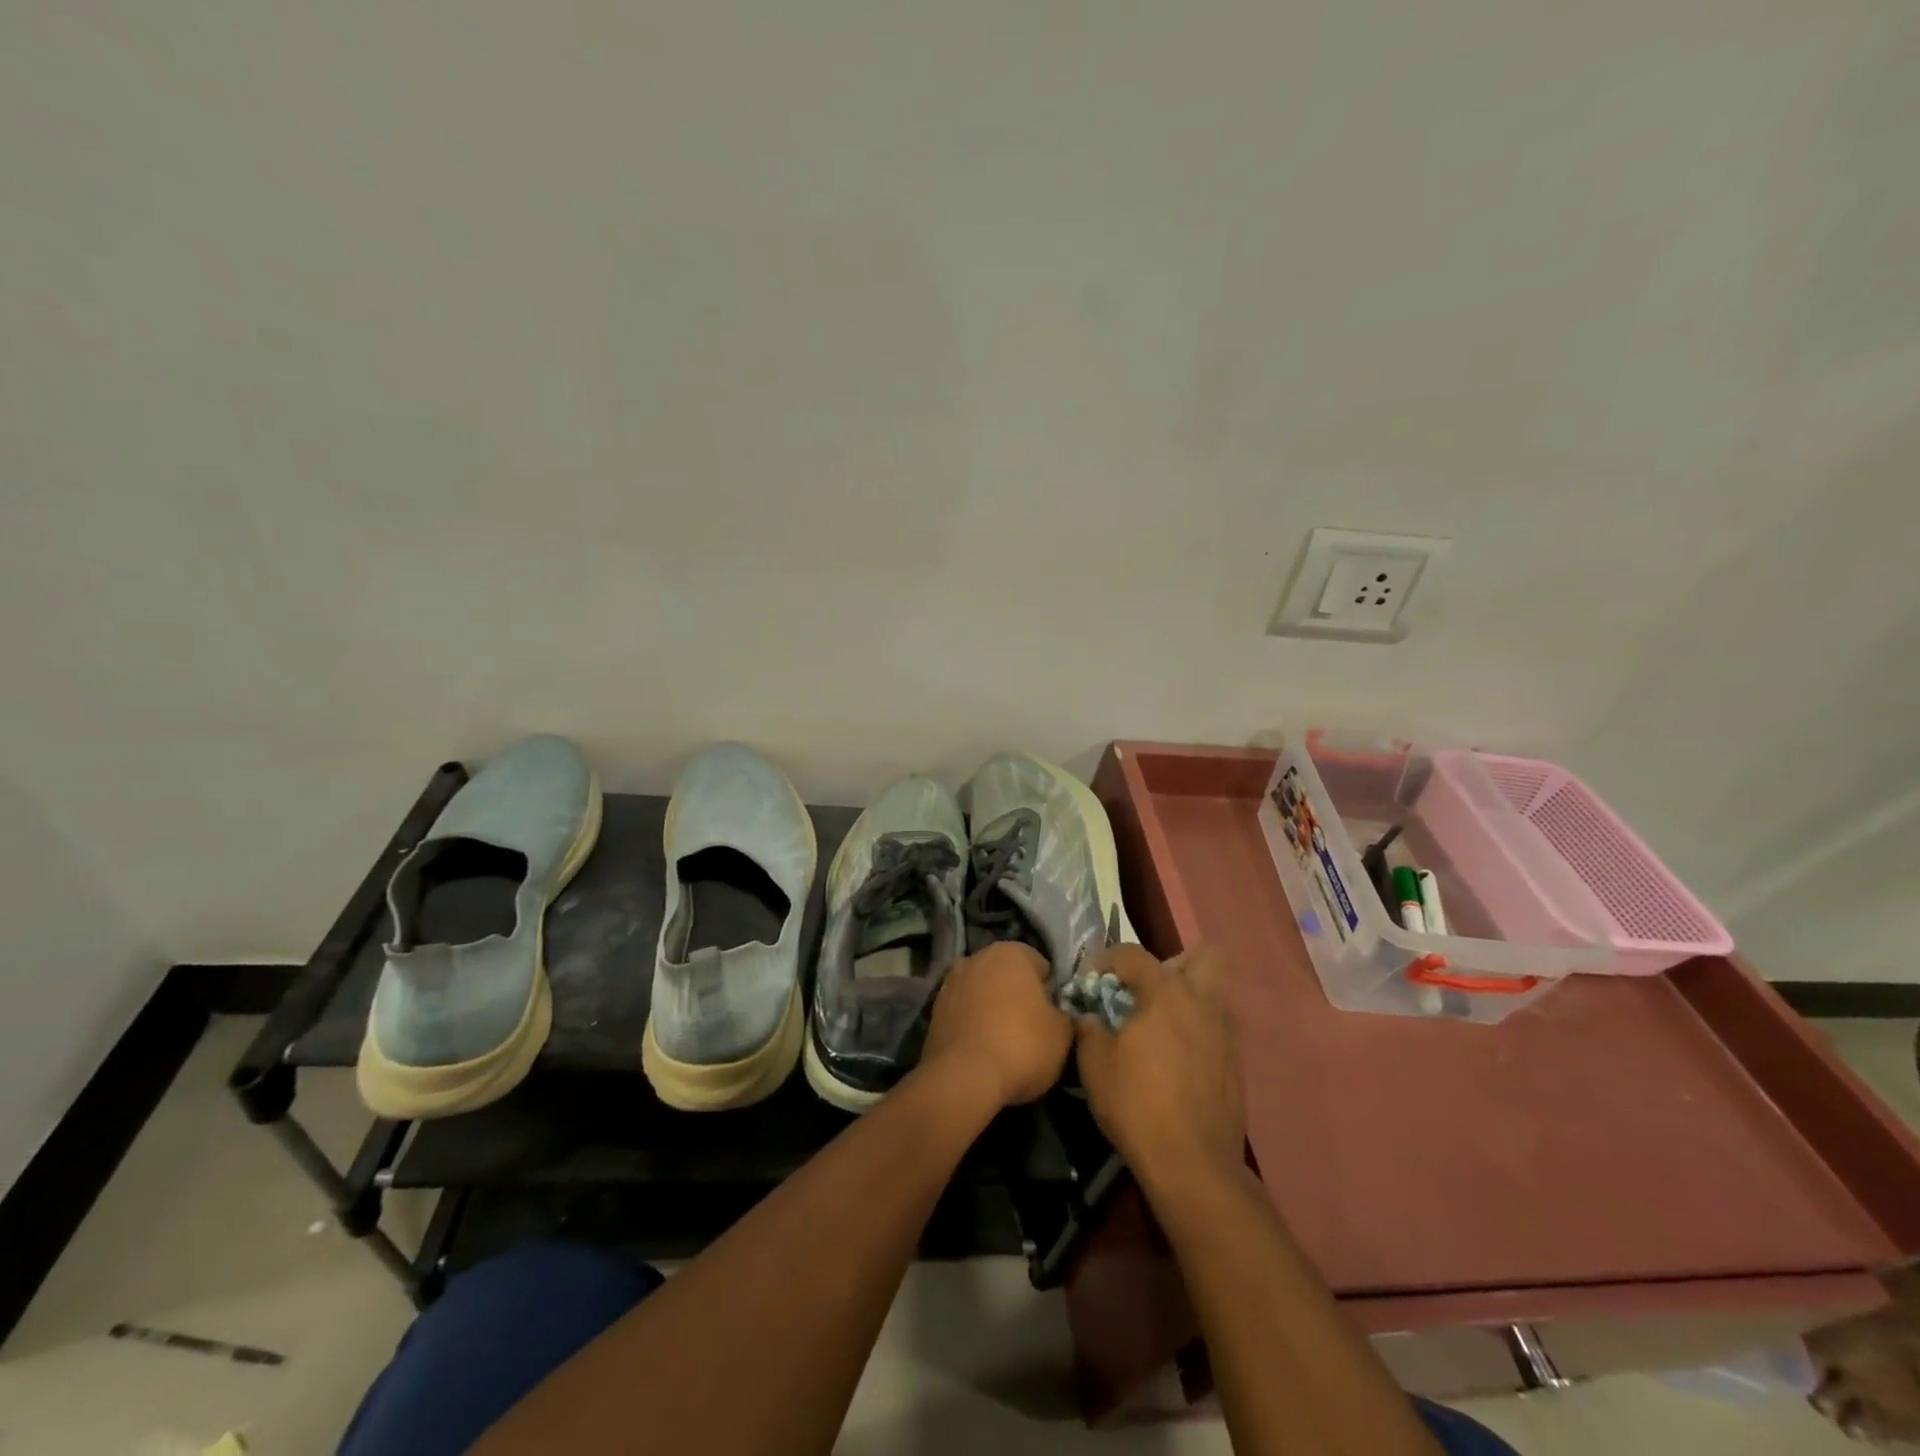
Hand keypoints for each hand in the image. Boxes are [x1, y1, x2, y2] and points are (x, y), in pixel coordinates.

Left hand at [921, 942, 1072, 1110]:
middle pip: (1009, 977)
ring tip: (1006, 1045)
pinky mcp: (934, 1010)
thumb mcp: (1062, 1033)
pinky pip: (965, 1013)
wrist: (963, 1078)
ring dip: (994, 1010)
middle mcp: (977, 957)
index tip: (1054, 1018)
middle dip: (1020, 998)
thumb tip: (1058, 1014)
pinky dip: (974, 1025)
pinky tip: (983, 1051)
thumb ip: (1064, 1014)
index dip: (1051, 993)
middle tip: (1033, 1031)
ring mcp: (951, 982)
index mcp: (1011, 952)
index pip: (1041, 966)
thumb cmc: (1022, 1045)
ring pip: (984, 994)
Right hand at [1075, 944, 1245, 1189]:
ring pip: (1214, 991)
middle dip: (1172, 964)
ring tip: (1160, 1023)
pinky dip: (1198, 1028)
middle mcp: (1202, 1001)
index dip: (1106, 960)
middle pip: (1201, 957)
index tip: (1089, 979)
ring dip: (1188, 995)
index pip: (1133, 954)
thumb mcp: (1094, 1063)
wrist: (1193, 1164)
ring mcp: (1226, 1031)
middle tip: (1145, 990)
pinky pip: (1218, 1025)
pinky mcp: (1237, 1061)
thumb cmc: (1137, 1105)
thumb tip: (1087, 1014)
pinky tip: (1176, 1056)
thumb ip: (1088, 1027)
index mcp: (1166, 992)